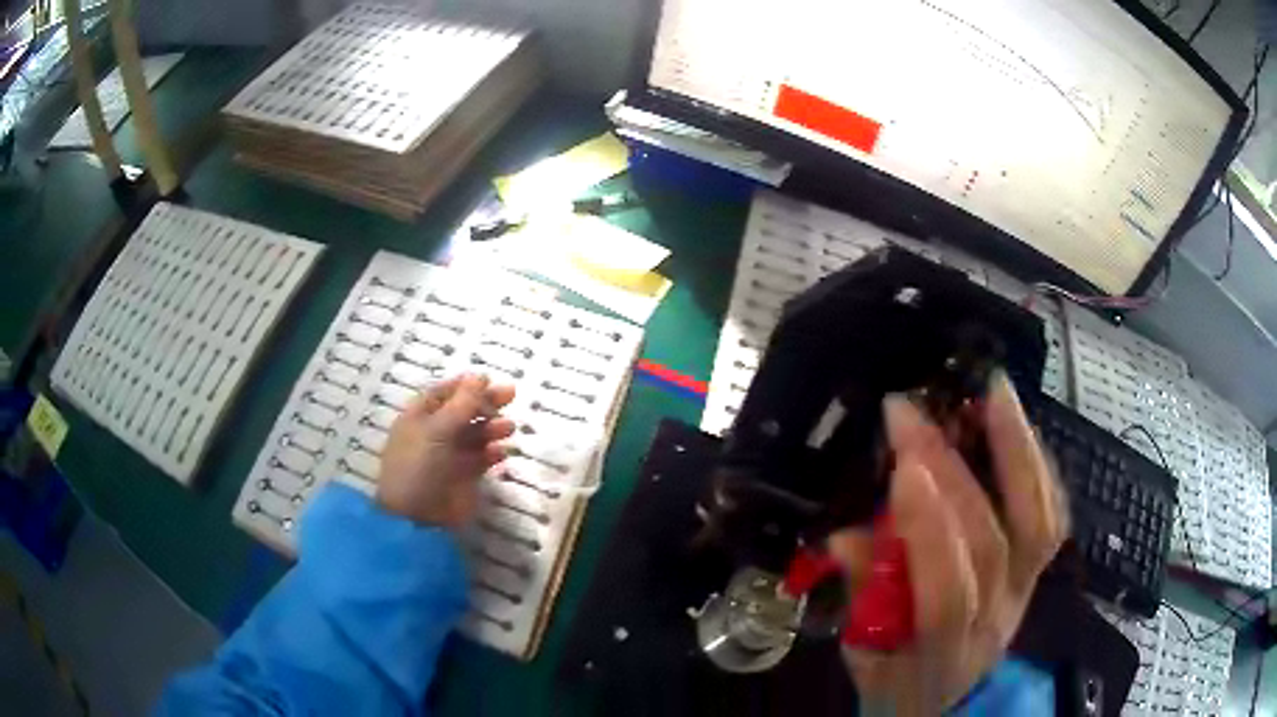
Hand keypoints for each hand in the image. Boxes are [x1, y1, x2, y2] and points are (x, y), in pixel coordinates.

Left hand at [376, 373, 515, 526]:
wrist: (416, 517)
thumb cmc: (418, 466)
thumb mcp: (437, 430)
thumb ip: (462, 404)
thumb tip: (480, 375)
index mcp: (419, 417)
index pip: (443, 393)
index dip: (465, 385)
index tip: (488, 379)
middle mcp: (434, 433)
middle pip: (464, 411)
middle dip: (485, 403)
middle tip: (511, 394)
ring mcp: (450, 456)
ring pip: (475, 434)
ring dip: (492, 428)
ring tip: (509, 428)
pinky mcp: (465, 477)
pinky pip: (482, 458)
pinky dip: (492, 452)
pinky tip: (501, 452)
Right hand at [830, 373, 1067, 715]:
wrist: (949, 701)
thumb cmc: (900, 682)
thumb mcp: (864, 658)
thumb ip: (861, 599)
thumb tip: (847, 538)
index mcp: (945, 652)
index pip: (949, 594)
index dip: (931, 532)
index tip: (902, 468)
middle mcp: (997, 616)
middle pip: (990, 542)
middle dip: (951, 470)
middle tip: (911, 413)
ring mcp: (1026, 588)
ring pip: (1039, 521)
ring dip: (1017, 451)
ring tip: (992, 390)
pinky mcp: (1038, 568)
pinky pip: (1051, 511)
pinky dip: (1037, 463)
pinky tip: (1016, 424)